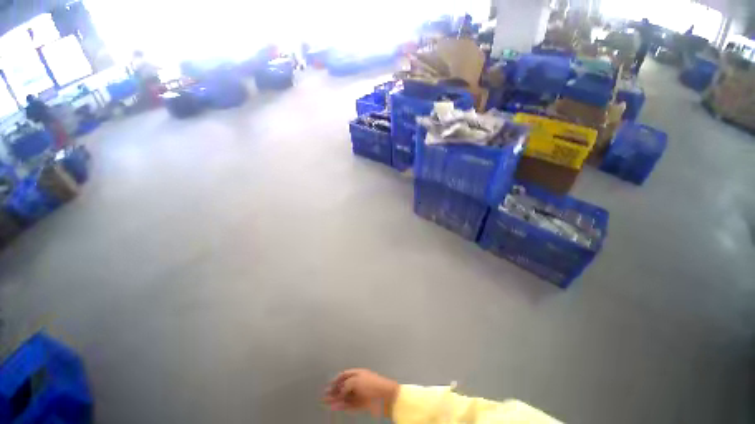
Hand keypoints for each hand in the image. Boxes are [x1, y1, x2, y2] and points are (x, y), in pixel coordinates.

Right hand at [324, 369, 399, 416]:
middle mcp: (358, 382)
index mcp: (358, 373)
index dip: (336, 379)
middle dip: (334, 390)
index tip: (328, 385)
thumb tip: (340, 391)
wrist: (384, 396)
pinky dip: (341, 405)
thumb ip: (345, 385)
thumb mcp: (356, 381)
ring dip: (336, 399)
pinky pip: (349, 404)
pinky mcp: (361, 403)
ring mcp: (359, 393)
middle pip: (343, 386)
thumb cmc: (371, 384)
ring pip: (345, 396)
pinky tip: (335, 407)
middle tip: (324, 395)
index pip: (344, 374)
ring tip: (326, 402)